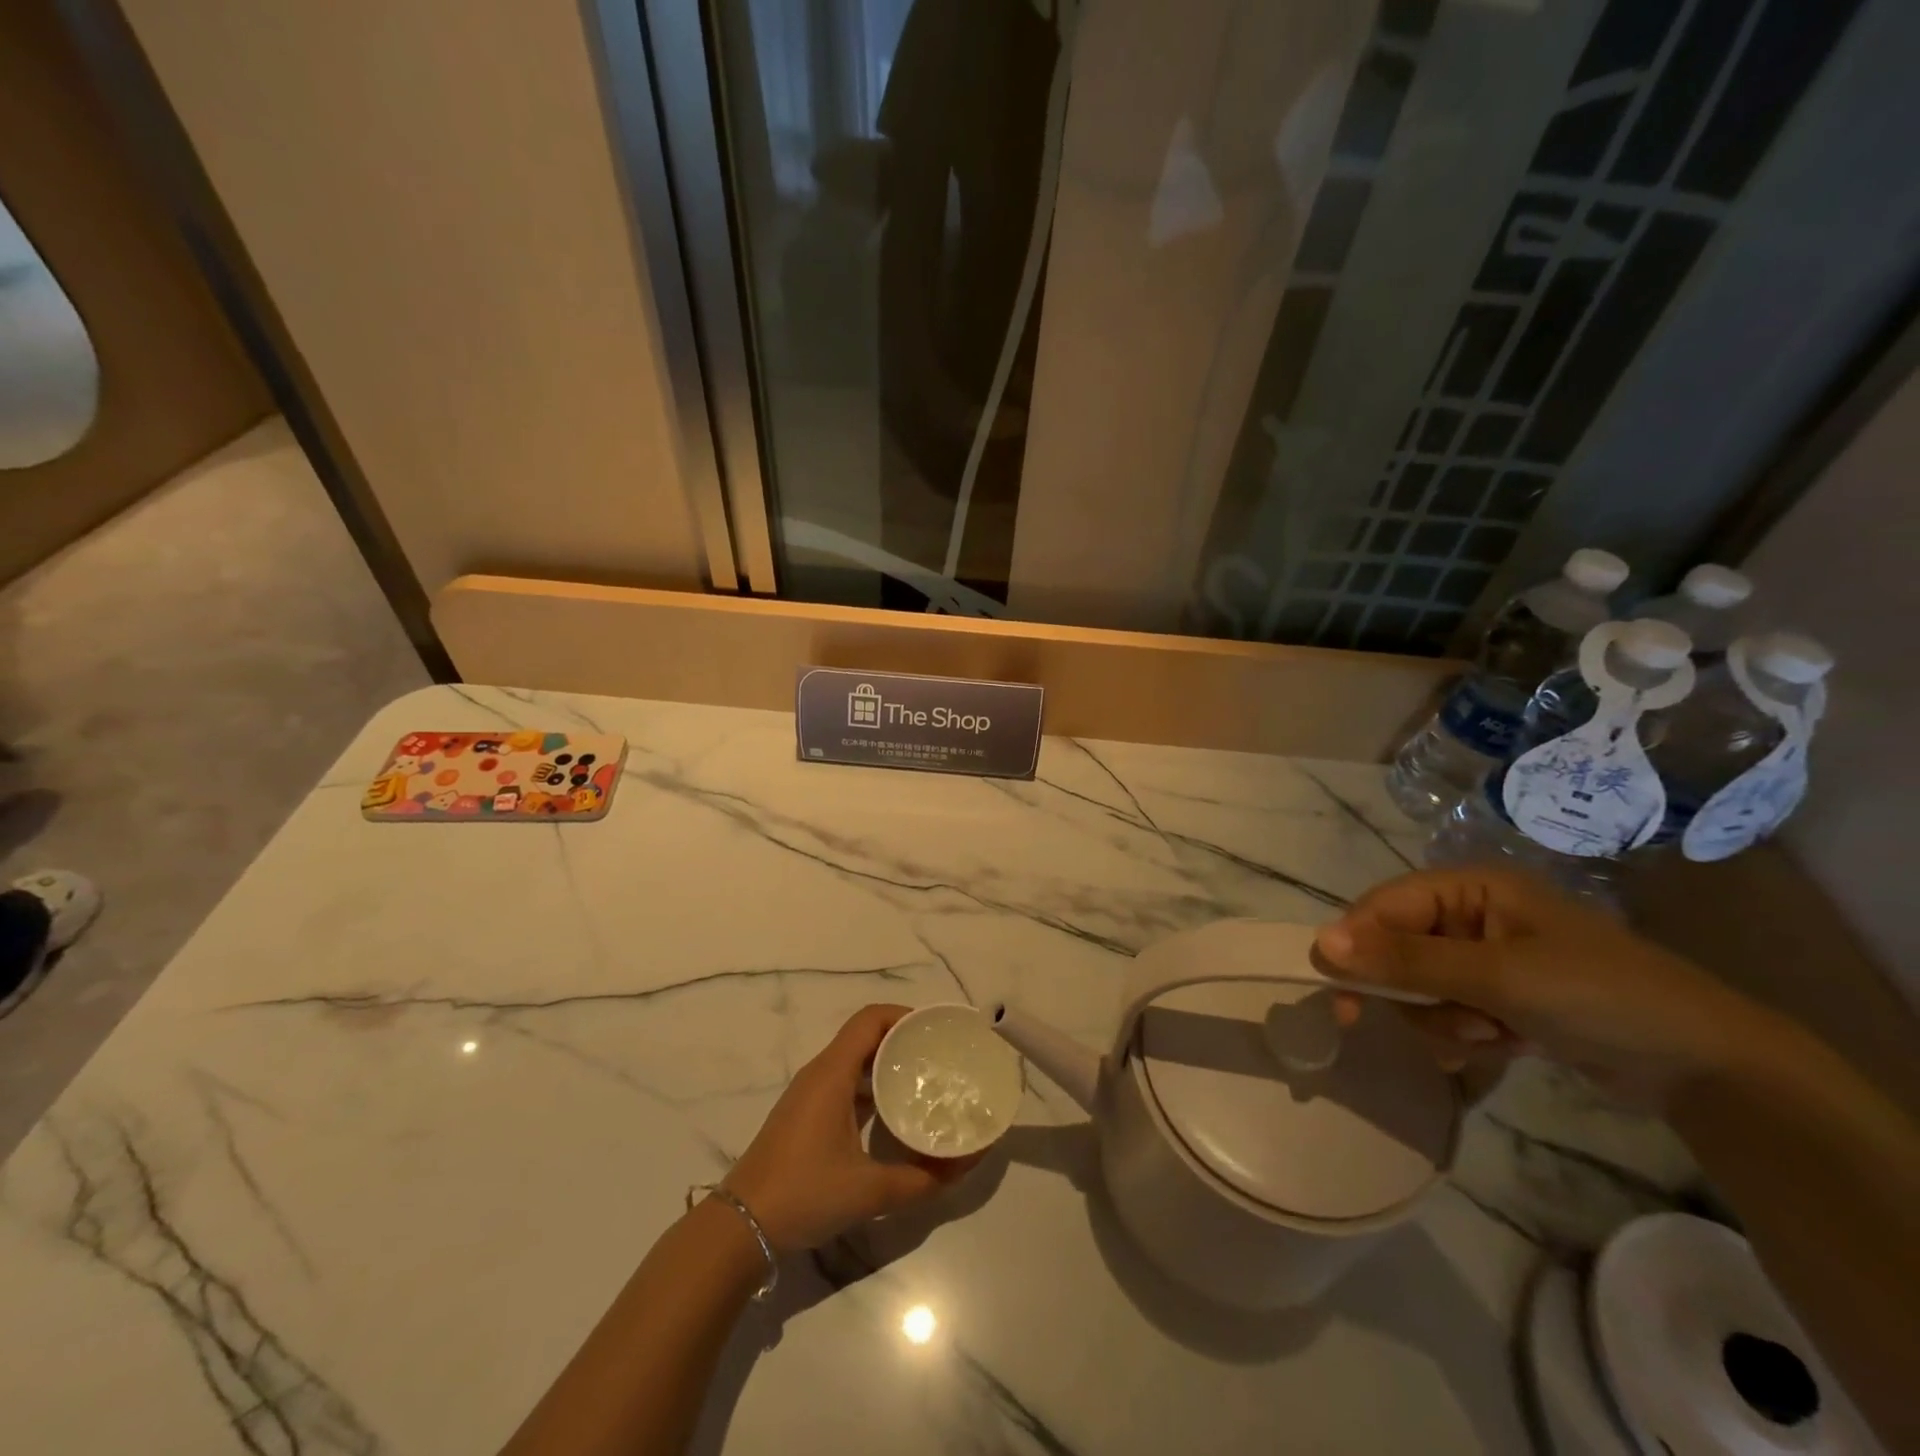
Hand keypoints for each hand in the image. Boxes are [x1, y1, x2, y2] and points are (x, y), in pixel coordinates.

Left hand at [722, 1005, 978, 1251]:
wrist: (740, 1227)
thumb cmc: (804, 1194)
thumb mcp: (869, 1191)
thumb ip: (920, 1180)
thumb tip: (962, 1168)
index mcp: (832, 1073)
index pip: (871, 1019)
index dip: (904, 1015)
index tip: (936, 1030)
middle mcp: (820, 1073)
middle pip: (865, 1035)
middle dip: (903, 1039)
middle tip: (939, 1057)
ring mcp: (810, 1094)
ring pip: (854, 1061)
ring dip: (887, 1064)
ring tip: (924, 1081)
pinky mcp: (806, 1115)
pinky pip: (844, 1083)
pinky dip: (871, 1086)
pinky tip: (892, 1113)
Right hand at [1316, 868, 1782, 1107]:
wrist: (1709, 1067)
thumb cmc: (1598, 997)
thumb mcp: (1496, 977)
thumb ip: (1405, 961)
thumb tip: (1319, 944)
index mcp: (1470, 887)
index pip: (1384, 906)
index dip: (1357, 946)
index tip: (1340, 994)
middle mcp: (1471, 914)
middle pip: (1397, 947)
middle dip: (1413, 992)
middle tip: (1423, 1027)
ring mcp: (1488, 958)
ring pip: (1420, 986)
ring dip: (1443, 1018)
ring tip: (1491, 1036)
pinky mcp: (1503, 997)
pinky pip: (1449, 1010)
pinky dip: (1464, 1033)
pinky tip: (1500, 1046)